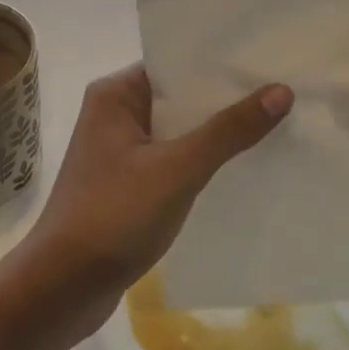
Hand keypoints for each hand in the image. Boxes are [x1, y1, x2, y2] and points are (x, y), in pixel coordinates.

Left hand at [23, 65, 292, 318]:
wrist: (63, 287)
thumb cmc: (114, 215)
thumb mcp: (178, 169)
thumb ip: (229, 130)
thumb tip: (281, 91)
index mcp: (116, 94)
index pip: (175, 65)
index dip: (220, 65)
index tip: (268, 62)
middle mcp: (115, 114)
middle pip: (180, 98)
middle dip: (226, 100)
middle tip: (285, 92)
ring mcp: (120, 152)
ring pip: (179, 133)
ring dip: (216, 134)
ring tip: (276, 125)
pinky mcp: (128, 185)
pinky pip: (172, 162)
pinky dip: (202, 163)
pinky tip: (242, 167)